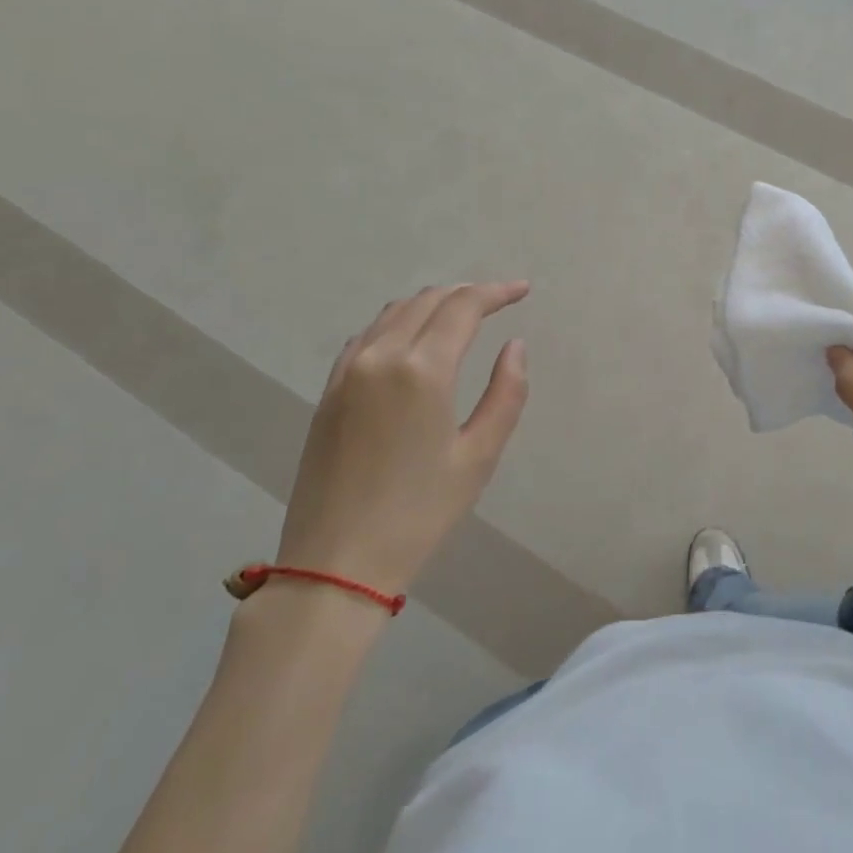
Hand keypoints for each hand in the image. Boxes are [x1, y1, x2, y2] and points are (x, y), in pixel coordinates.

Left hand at [278, 282, 529, 592]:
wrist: (336, 562)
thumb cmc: (419, 513)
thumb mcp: (479, 456)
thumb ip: (506, 393)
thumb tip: (514, 346)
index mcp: (422, 369)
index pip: (463, 307)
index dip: (496, 292)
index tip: (522, 290)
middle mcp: (380, 356)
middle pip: (428, 301)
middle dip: (467, 293)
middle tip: (498, 301)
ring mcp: (347, 371)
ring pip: (394, 312)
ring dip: (432, 303)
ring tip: (462, 314)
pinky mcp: (329, 390)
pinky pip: (367, 335)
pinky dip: (398, 322)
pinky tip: (412, 338)